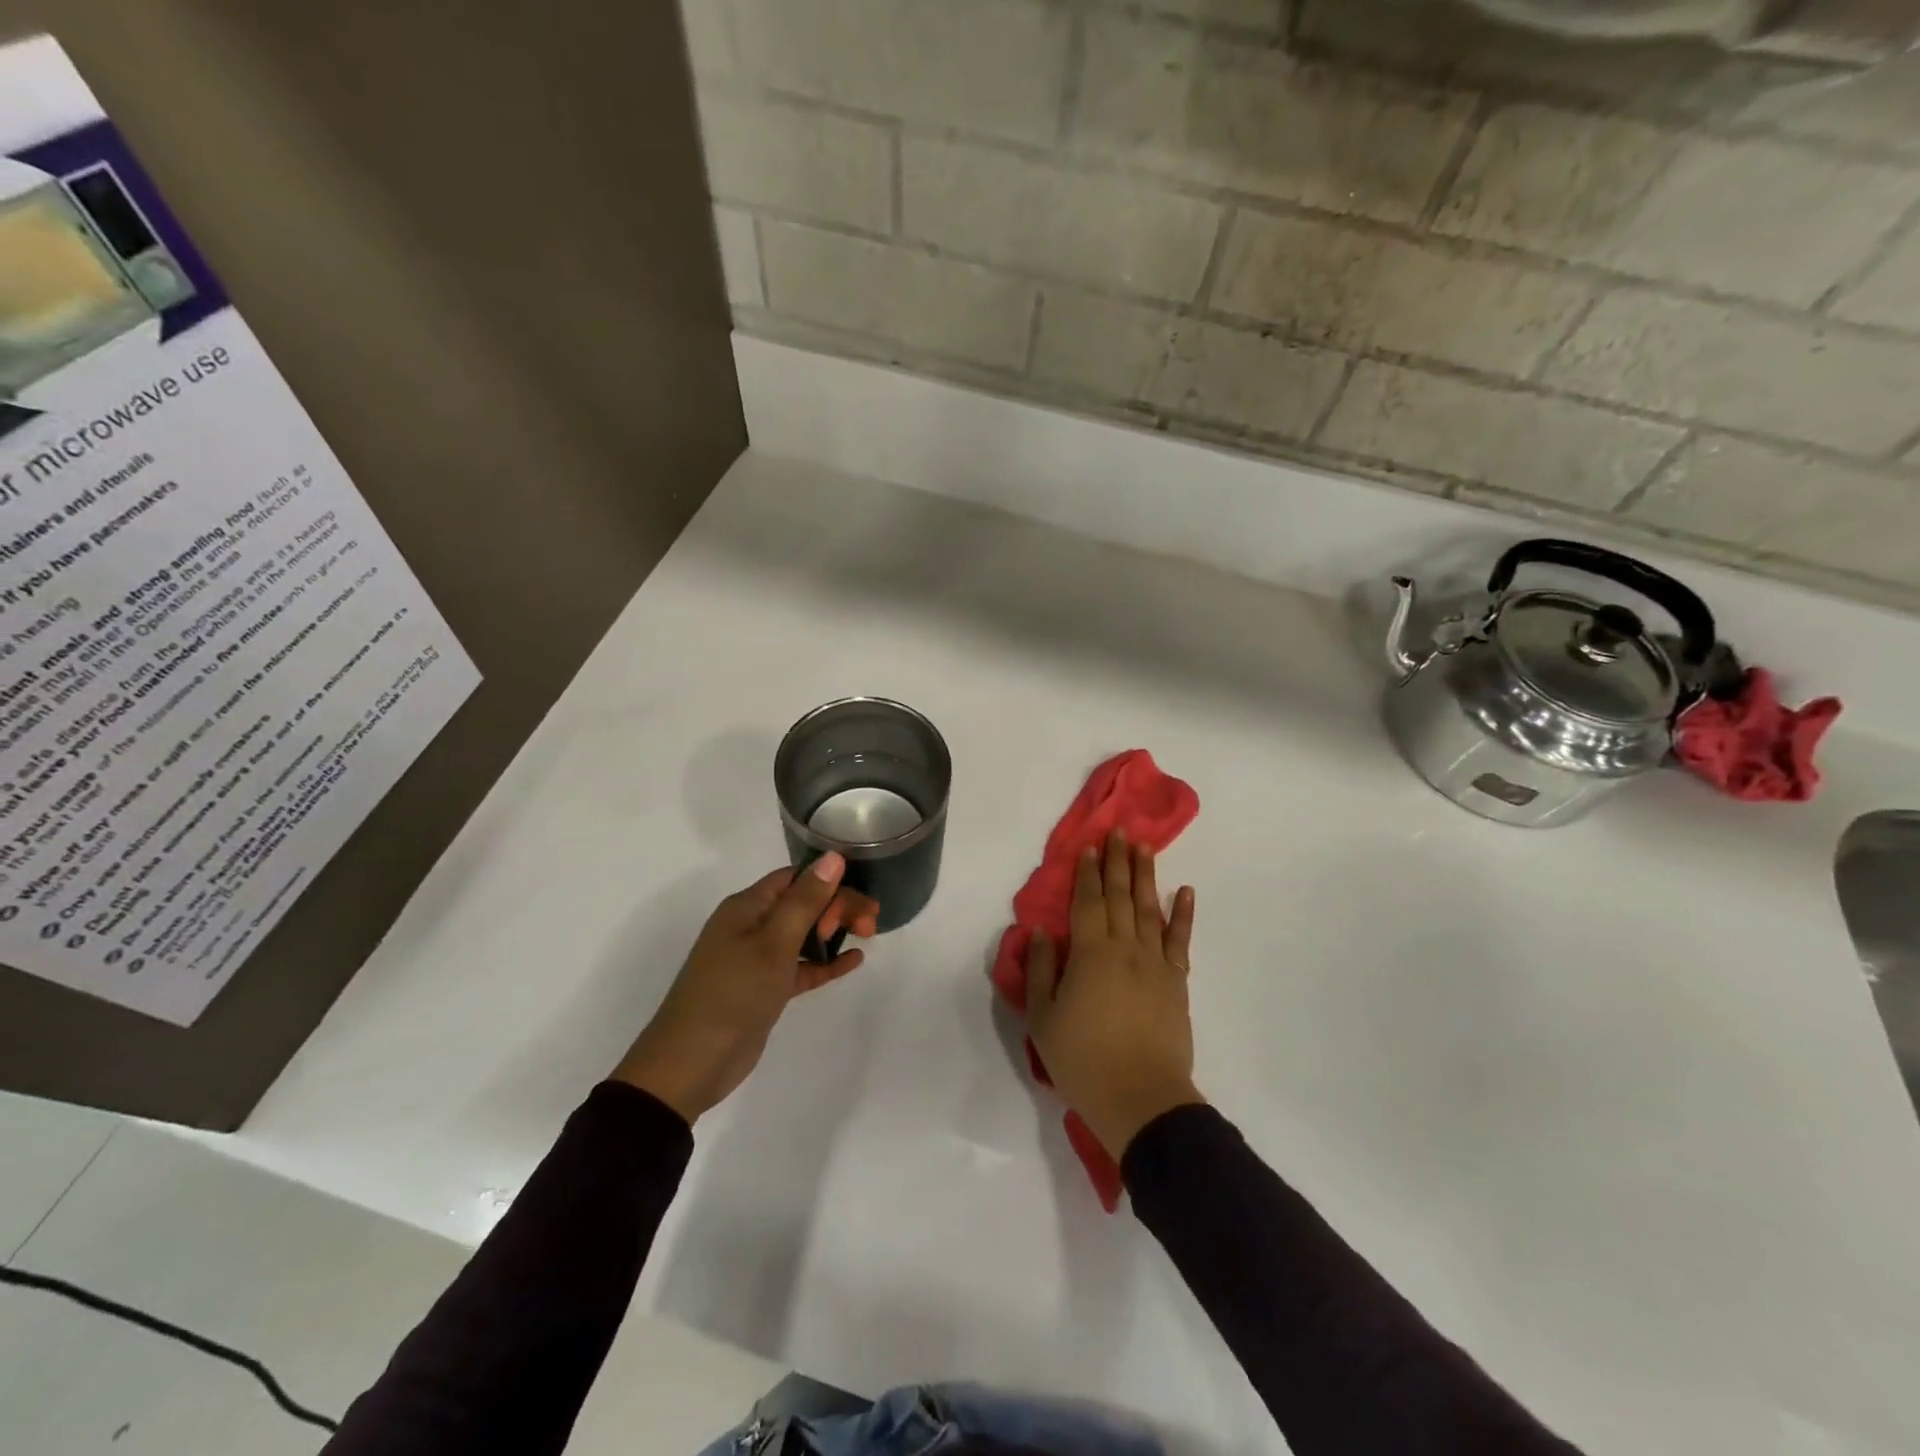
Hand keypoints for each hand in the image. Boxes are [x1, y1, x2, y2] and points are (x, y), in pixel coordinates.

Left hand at [612, 853, 878, 1123]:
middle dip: (837, 906)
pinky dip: (825, 962)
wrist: (692, 1064)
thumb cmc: (733, 992)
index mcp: (747, 907)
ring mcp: (757, 959)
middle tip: (870, 922)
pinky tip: (854, 961)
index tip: (859, 896)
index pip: (794, 878)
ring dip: (834, 931)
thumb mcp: (774, 942)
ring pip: (804, 934)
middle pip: (802, 904)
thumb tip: (833, 857)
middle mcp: (751, 926)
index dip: (828, 881)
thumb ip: (806, 900)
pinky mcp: (766, 989)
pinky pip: (801, 967)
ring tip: (868, 935)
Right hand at [1024, 831, 1202, 1159]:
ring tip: (1145, 847)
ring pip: (1149, 909)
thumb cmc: (1082, 1059)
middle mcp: (1124, 948)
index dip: (1086, 872)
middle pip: (1120, 896)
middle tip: (1120, 831)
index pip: (1087, 902)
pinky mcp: (1176, 982)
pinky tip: (1185, 892)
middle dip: (1117, 862)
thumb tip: (1041, 931)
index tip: (1089, 846)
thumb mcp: (1042, 1018)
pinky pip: (1181, 940)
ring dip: (1146, 876)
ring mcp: (1155, 963)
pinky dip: (1183, 914)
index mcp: (1090, 953)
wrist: (1140, 1097)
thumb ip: (1040, 970)